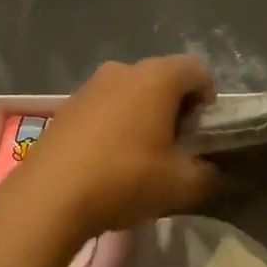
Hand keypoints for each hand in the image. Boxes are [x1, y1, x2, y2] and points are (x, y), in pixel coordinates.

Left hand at [19, 56, 218, 238]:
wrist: (49, 198)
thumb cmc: (125, 179)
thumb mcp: (183, 186)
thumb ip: (211, 175)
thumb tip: (217, 174)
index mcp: (157, 76)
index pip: (199, 72)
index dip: (209, 103)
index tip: (203, 138)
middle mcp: (122, 69)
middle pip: (164, 81)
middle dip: (176, 112)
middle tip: (176, 152)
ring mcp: (89, 86)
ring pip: (131, 95)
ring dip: (144, 119)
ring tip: (142, 161)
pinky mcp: (65, 107)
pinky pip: (104, 109)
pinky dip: (115, 128)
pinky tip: (108, 164)